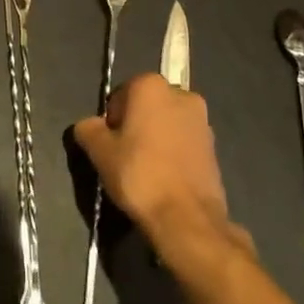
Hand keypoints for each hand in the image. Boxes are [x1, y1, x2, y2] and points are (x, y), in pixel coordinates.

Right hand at [72, 73, 248, 258]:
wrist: (187, 217)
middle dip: (135, 125)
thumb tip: (89, 125)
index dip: (111, 121)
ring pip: (166, 123)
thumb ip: (88, 130)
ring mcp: (202, 119)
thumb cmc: (139, 175)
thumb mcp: (100, 152)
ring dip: (155, 138)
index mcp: (151, 85)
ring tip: (146, 170)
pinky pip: (184, 141)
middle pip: (146, 106)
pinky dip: (173, 152)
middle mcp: (181, 93)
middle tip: (125, 157)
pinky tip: (165, 177)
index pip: (120, 95)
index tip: (110, 146)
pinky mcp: (214, 145)